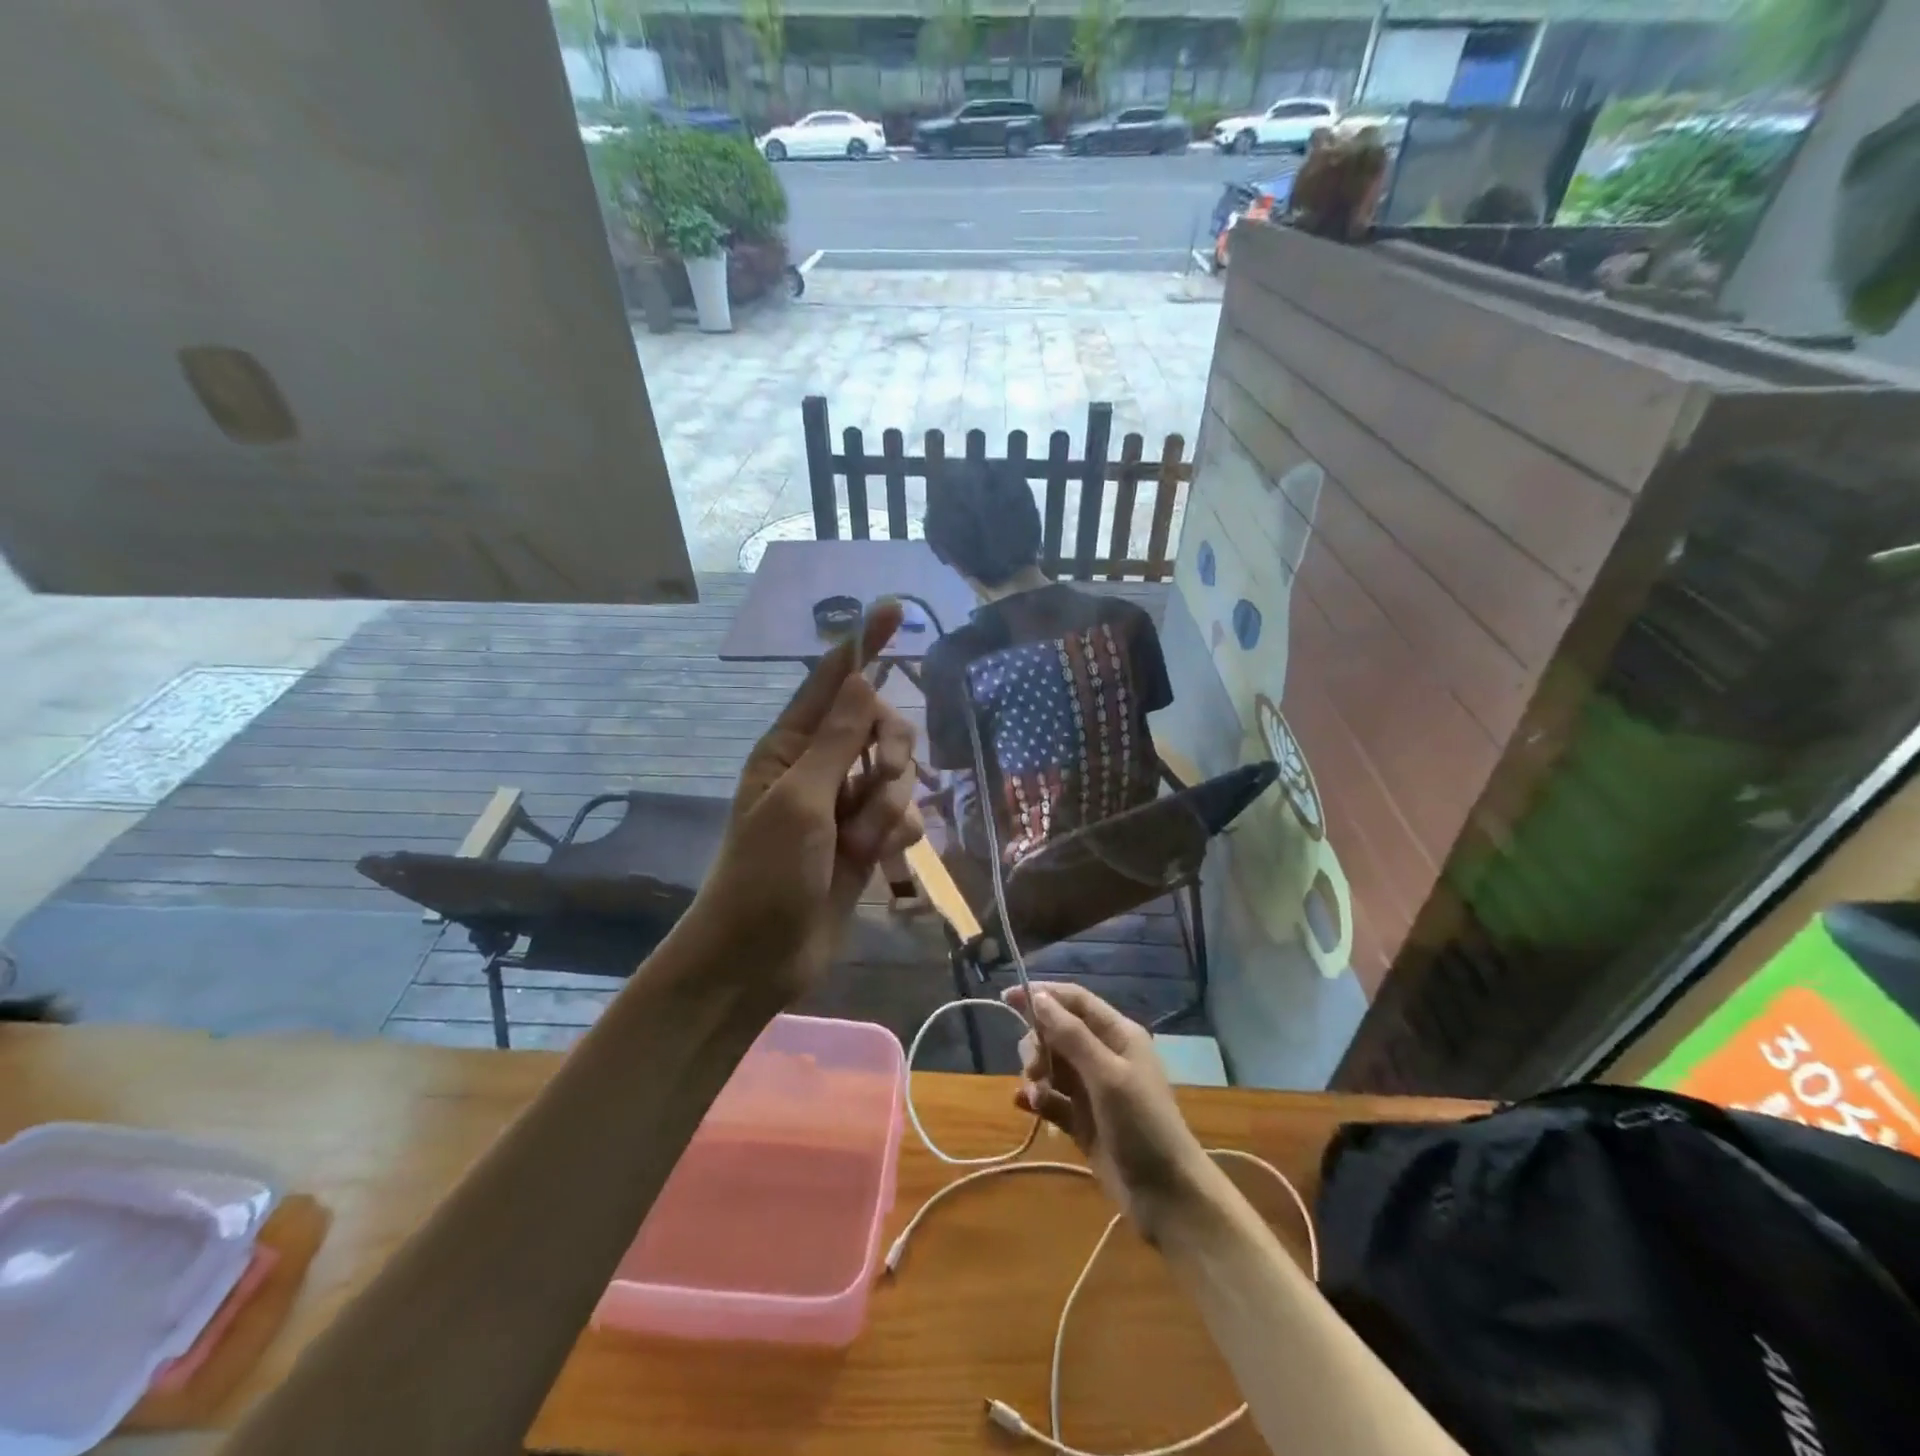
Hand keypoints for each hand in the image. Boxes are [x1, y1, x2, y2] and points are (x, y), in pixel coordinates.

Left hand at [689, 601, 923, 1000]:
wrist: (760, 958)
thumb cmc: (766, 874)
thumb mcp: (800, 801)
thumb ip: (837, 740)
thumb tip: (861, 677)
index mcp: (791, 746)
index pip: (833, 681)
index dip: (864, 644)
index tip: (895, 608)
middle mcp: (821, 767)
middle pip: (882, 726)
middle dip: (892, 752)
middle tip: (879, 781)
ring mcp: (845, 805)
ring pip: (899, 776)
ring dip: (889, 808)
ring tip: (862, 844)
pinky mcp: (865, 840)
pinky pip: (904, 816)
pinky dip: (898, 835)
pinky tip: (880, 860)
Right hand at [1003, 982, 1211, 1242]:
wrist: (1167, 1197)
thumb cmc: (1142, 1125)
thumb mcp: (1107, 1075)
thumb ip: (1071, 1035)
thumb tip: (1038, 997)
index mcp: (1117, 1035)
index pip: (1074, 1000)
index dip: (1042, 995)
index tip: (1007, 998)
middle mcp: (1104, 1055)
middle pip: (1057, 1032)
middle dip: (1038, 1044)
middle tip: (1035, 1069)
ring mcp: (1092, 1090)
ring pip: (1051, 1064)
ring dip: (1036, 1073)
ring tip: (1036, 1095)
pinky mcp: (1082, 1121)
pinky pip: (1051, 1098)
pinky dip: (1036, 1098)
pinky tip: (1024, 1105)